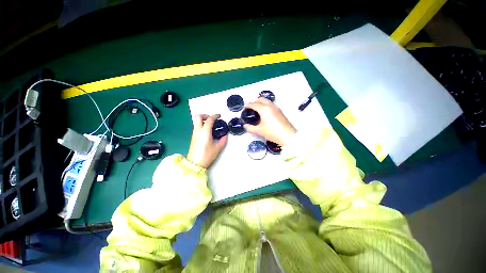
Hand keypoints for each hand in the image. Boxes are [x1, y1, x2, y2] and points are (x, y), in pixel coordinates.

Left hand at [187, 114, 227, 167]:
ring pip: (196, 121)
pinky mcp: (193, 137)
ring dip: (203, 120)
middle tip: (212, 119)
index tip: (219, 116)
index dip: (215, 116)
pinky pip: (196, 127)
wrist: (195, 163)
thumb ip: (223, 140)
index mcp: (205, 132)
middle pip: (198, 116)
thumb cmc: (206, 155)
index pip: (209, 119)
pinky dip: (201, 125)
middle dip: (205, 115)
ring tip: (211, 125)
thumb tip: (225, 136)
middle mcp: (198, 130)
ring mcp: (194, 133)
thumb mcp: (218, 148)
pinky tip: (207, 132)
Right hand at [244, 98, 296, 145]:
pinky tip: (266, 114)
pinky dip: (266, 106)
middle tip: (251, 109)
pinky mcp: (280, 111)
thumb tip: (245, 126)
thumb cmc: (272, 132)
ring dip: (261, 103)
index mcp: (264, 109)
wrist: (288, 136)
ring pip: (267, 101)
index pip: (253, 104)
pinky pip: (271, 105)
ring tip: (258, 111)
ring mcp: (276, 108)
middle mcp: (270, 106)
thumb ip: (250, 128)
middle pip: (261, 99)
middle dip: (255, 102)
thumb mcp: (259, 131)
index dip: (248, 105)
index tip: (244, 108)